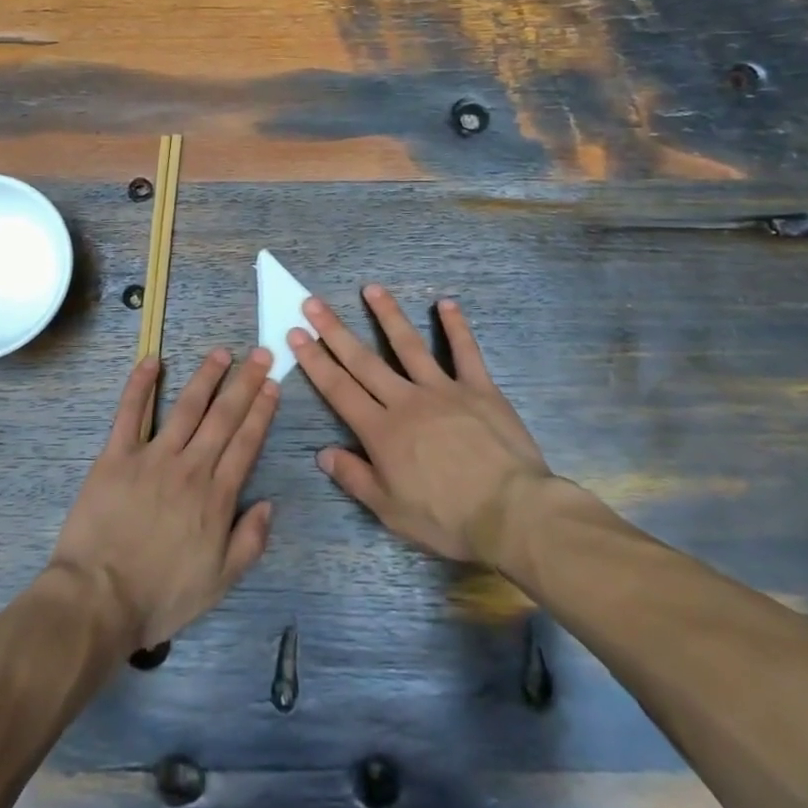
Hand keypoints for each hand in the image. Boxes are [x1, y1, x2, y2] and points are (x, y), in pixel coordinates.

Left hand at [51, 348, 279, 652]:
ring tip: (222, 353)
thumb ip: (249, 541)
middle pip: (223, 417)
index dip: (262, 411)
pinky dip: (140, 384)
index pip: (246, 443)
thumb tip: (268, 503)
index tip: (273, 384)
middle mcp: (190, 467)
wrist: (99, 599)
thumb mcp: (219, 582)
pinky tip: (152, 360)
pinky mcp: (116, 456)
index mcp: (216, 496)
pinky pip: (130, 412)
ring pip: (186, 407)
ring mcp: (152, 457)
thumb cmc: (160, 596)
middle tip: (261, 354)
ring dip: (206, 377)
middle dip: (245, 383)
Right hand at [292, 286, 558, 563]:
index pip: (339, 389)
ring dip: (388, 315)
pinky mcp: (479, 389)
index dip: (315, 360)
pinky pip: (466, 352)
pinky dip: (456, 326)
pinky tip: (446, 303)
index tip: (296, 333)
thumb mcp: (391, 511)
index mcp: (381, 431)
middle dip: (335, 330)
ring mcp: (443, 389)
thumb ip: (355, 477)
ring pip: (409, 345)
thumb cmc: (447, 518)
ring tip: (371, 289)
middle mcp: (406, 400)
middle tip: (313, 302)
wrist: (511, 512)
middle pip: (364, 360)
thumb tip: (322, 453)